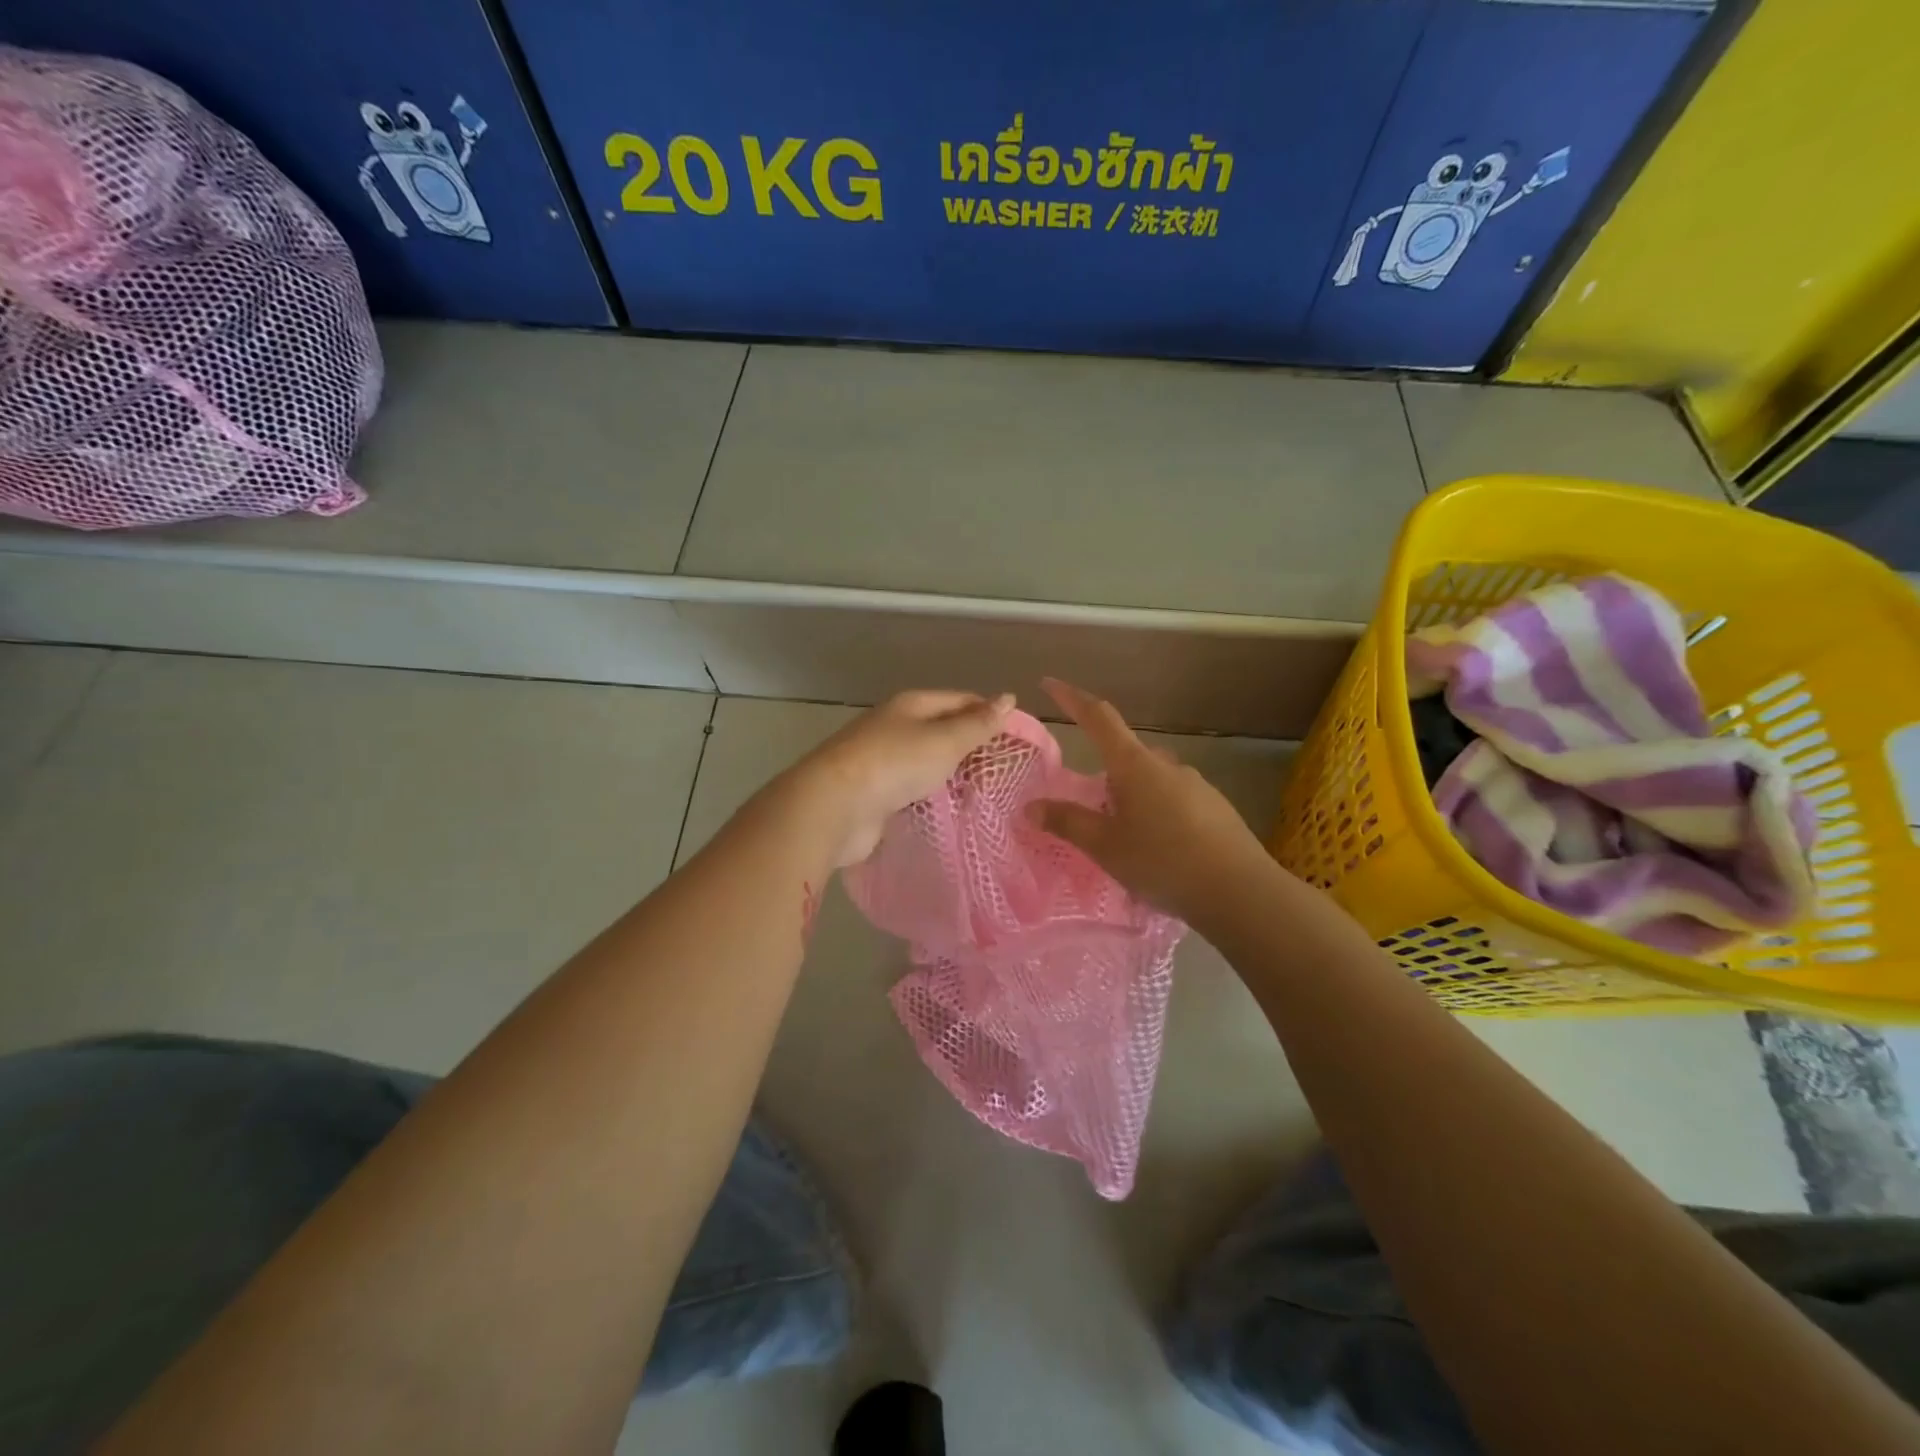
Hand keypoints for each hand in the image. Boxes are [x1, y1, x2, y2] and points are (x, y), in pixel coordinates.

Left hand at [784, 690, 1015, 867]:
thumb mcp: (945, 740)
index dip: (990, 714)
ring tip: (986, 794)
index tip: (1019, 738)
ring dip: (953, 775)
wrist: (834, 806)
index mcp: (911, 705)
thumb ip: (978, 724)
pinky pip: (913, 789)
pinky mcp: (875, 793)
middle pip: (942, 730)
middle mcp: (895, 726)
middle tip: (1007, 772)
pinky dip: (932, 796)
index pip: (960, 700)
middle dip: (972, 747)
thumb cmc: (895, 763)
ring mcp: (882, 760)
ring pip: (927, 762)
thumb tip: (1009, 698)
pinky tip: (951, 810)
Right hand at [1028, 678, 1268, 921]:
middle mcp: (1166, 765)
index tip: (1050, 684)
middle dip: (1104, 776)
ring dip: (1131, 798)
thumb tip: (1031, 807)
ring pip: (1151, 781)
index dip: (1072, 698)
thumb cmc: (1163, 861)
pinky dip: (1157, 815)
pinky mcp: (1215, 808)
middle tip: (1089, 811)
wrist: (1240, 891)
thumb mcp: (1105, 846)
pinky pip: (1174, 801)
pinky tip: (1158, 851)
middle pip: (1125, 755)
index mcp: (1135, 765)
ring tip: (1124, 840)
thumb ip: (1068, 823)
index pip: (1098, 718)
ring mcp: (1196, 785)